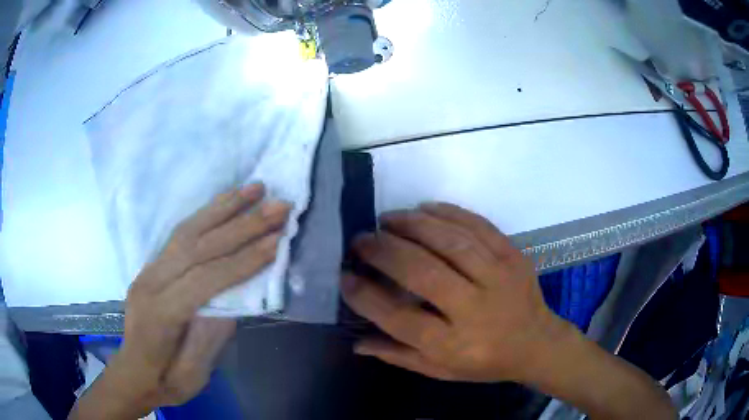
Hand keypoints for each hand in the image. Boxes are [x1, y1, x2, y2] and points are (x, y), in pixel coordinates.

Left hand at [69, 183, 289, 419]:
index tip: (278, 241)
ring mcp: (149, 269)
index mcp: (161, 314)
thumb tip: (236, 299)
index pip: (206, 279)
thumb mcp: (194, 374)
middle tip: (278, 206)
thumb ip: (211, 336)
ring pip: (188, 230)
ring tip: (255, 188)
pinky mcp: (152, 265)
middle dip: (242, 224)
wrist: (134, 373)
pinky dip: (206, 214)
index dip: (244, 260)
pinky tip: (225, 202)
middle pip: (198, 246)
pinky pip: (180, 233)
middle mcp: (151, 282)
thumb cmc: (166, 381)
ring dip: (224, 207)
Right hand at [342, 203, 676, 419]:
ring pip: (451, 242)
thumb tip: (356, 342)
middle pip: (423, 273)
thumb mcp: (440, 370)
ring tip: (387, 220)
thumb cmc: (485, 362)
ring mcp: (499, 278)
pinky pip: (478, 226)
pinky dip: (448, 213)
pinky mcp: (513, 256)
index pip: (400, 319)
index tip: (345, 277)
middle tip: (361, 239)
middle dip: (384, 251)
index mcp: (454, 345)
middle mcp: (476, 310)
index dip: (366, 296)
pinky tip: (424, 209)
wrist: (537, 344)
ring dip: (413, 225)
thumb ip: (398, 356)